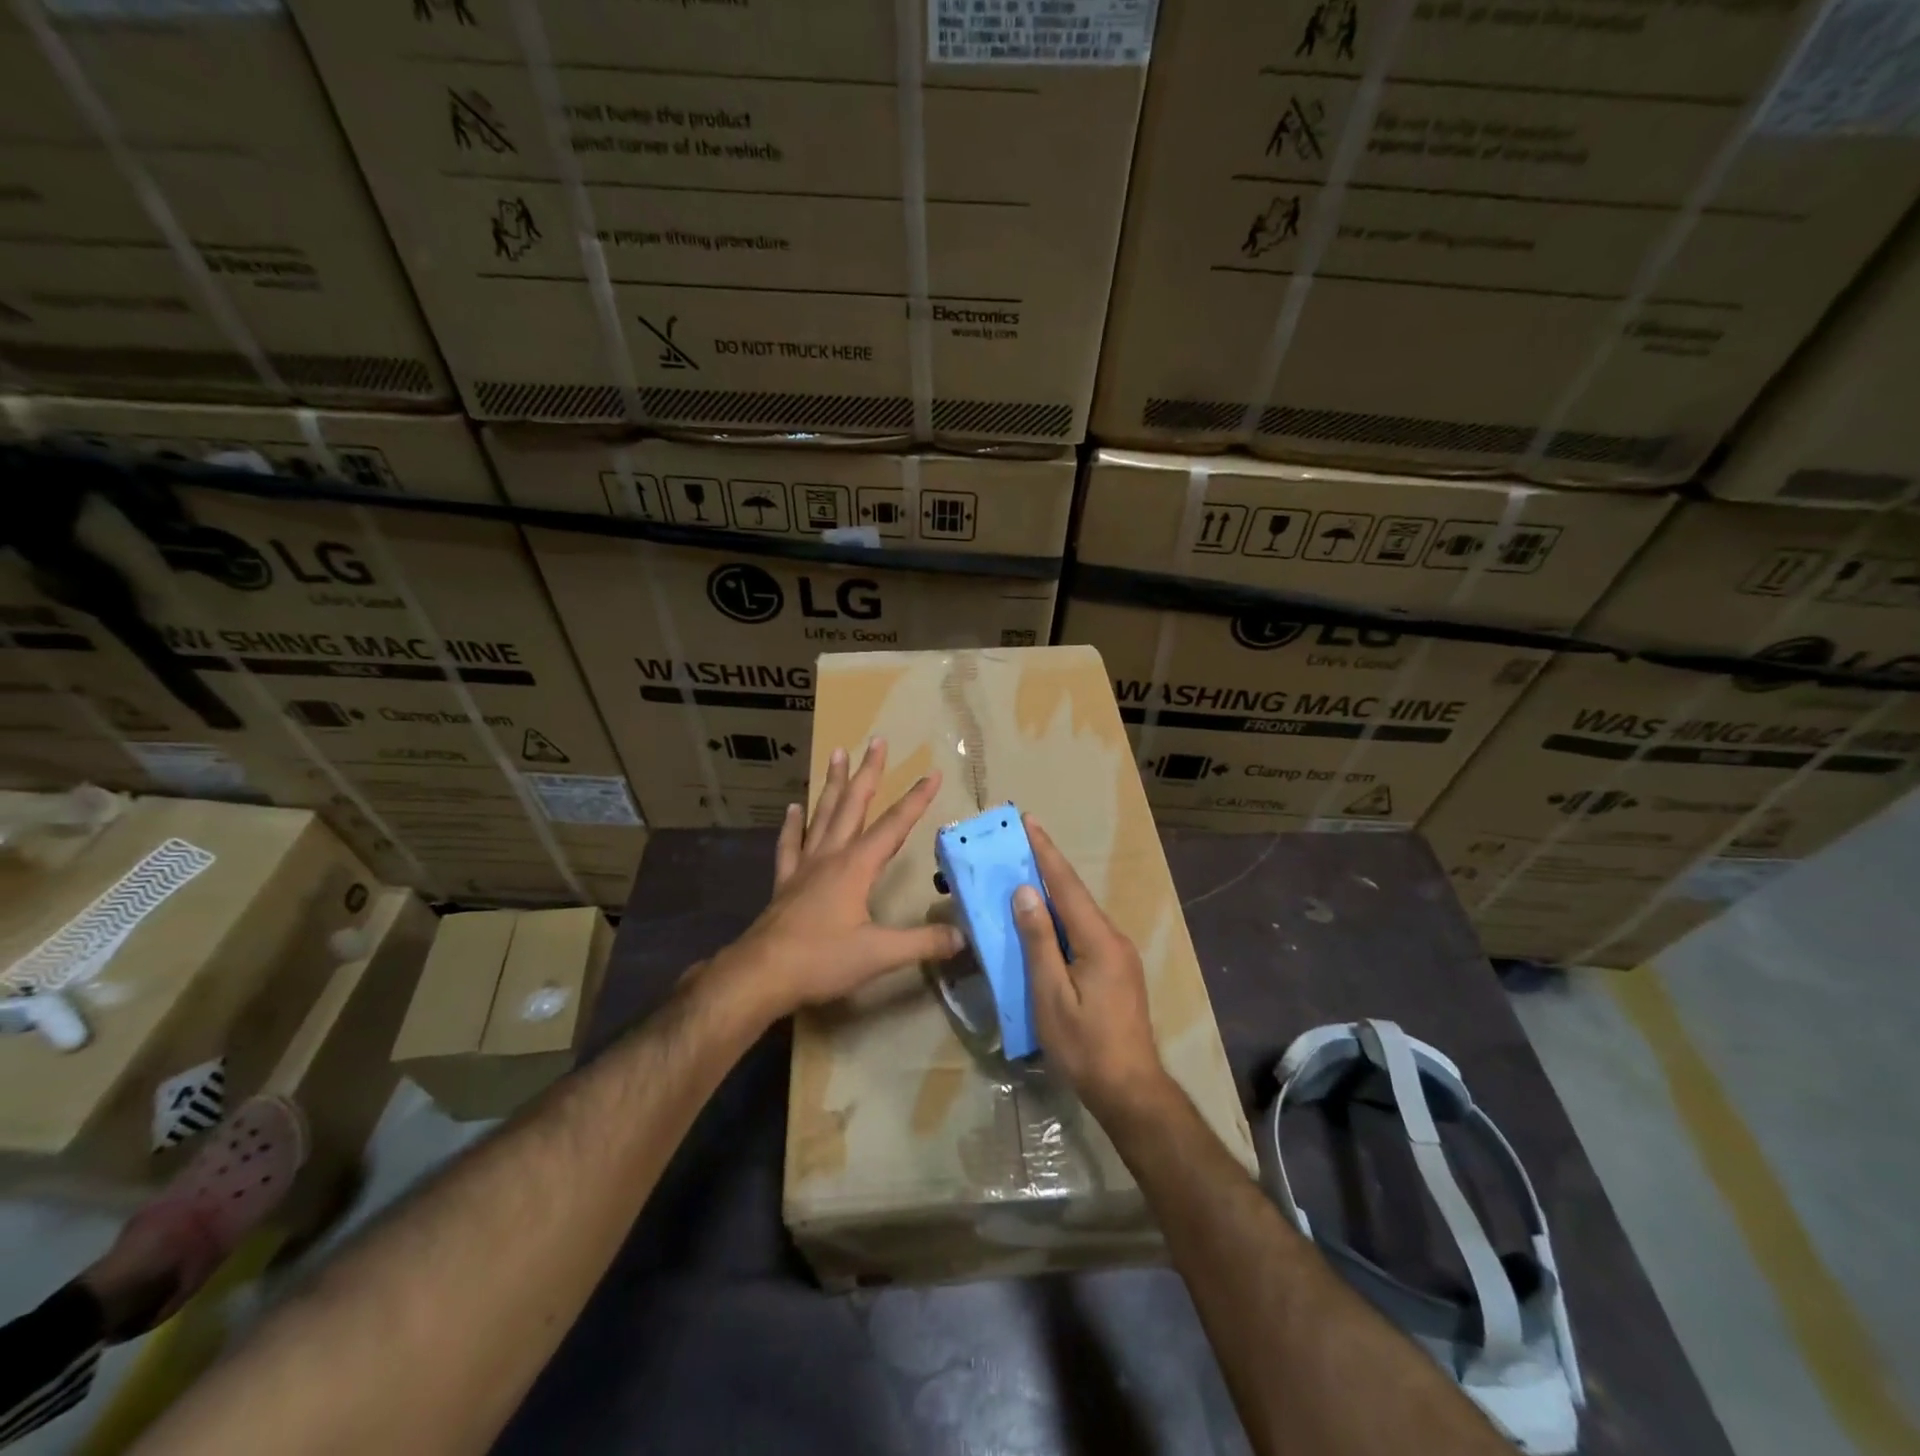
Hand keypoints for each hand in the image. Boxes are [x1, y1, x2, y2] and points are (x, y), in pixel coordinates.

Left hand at [717, 737, 962, 1020]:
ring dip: (833, 784)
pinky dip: (793, 824)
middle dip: (868, 772)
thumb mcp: (880, 954)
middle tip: (876, 741)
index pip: (894, 825)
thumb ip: (922, 943)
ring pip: (822, 815)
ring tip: (837, 753)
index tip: (933, 773)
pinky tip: (793, 807)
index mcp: (856, 866)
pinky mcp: (785, 882)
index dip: (916, 799)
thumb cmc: (821, 959)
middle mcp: (831, 856)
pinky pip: (790, 844)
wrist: (761, 974)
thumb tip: (962, 938)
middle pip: (853, 805)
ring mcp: (804, 866)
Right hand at [1013, 817, 1174, 1121]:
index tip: (1029, 821)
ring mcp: (1119, 955)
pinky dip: (1062, 917)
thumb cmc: (1084, 1046)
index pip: (1066, 885)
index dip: (1046, 852)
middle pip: (1075, 895)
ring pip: (1081, 913)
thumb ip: (1039, 941)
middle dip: (1048, 866)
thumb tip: (1025, 893)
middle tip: (1021, 842)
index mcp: (1098, 940)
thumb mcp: (1051, 995)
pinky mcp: (1118, 970)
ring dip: (1054, 892)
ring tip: (1026, 875)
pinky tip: (1046, 920)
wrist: (1130, 1089)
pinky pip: (1085, 931)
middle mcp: (1114, 938)